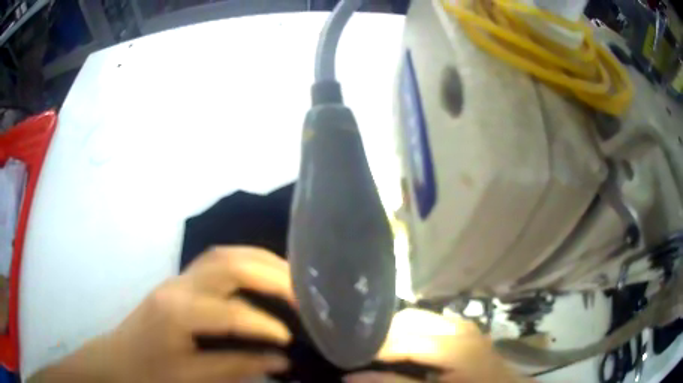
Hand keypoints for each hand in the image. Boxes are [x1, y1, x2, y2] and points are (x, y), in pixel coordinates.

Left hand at [30, 246, 294, 382]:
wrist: (117, 360)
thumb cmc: (150, 374)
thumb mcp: (191, 379)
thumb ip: (236, 367)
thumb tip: (279, 360)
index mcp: (176, 314)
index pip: (230, 313)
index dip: (264, 326)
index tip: (291, 339)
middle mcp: (177, 287)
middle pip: (228, 265)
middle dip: (270, 276)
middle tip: (303, 293)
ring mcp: (177, 279)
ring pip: (224, 255)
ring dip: (260, 262)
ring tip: (290, 277)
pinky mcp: (179, 282)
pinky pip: (217, 262)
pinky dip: (246, 263)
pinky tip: (262, 276)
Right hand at [345, 309, 530, 382]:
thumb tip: (352, 377)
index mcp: (456, 349)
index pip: (404, 344)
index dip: (373, 353)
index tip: (348, 361)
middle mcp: (459, 330)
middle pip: (409, 321)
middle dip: (382, 336)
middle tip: (359, 353)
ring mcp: (464, 326)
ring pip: (419, 317)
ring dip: (396, 331)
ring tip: (376, 349)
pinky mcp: (465, 328)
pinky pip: (431, 321)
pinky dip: (412, 331)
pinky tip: (403, 347)